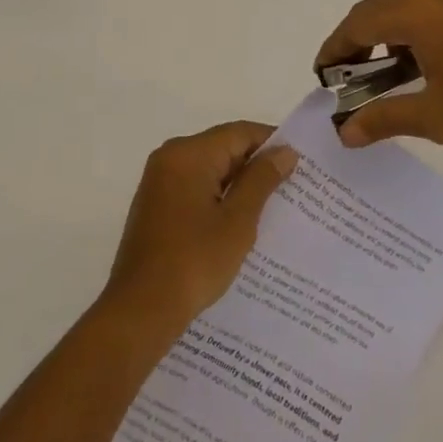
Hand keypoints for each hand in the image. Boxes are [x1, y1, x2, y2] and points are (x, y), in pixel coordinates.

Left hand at [102, 122, 298, 337]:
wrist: (141, 309)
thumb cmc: (194, 260)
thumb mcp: (238, 220)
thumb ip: (261, 180)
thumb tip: (284, 151)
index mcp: (188, 153)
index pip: (239, 132)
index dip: (272, 142)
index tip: (301, 161)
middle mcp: (170, 157)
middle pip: (223, 147)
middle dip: (256, 164)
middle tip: (293, 183)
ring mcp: (159, 181)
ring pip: (209, 168)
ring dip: (238, 182)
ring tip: (274, 203)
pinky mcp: (156, 204)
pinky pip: (195, 186)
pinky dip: (218, 195)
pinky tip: (241, 219)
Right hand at [314, 0, 442, 147]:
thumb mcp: (435, 114)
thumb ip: (386, 119)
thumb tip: (345, 132)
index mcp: (411, 13)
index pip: (355, 25)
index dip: (333, 49)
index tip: (322, 76)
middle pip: (374, 11)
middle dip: (354, 42)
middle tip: (347, 77)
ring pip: (402, 10)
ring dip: (384, 38)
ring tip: (385, 76)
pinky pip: (428, 12)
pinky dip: (410, 34)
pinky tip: (425, 67)